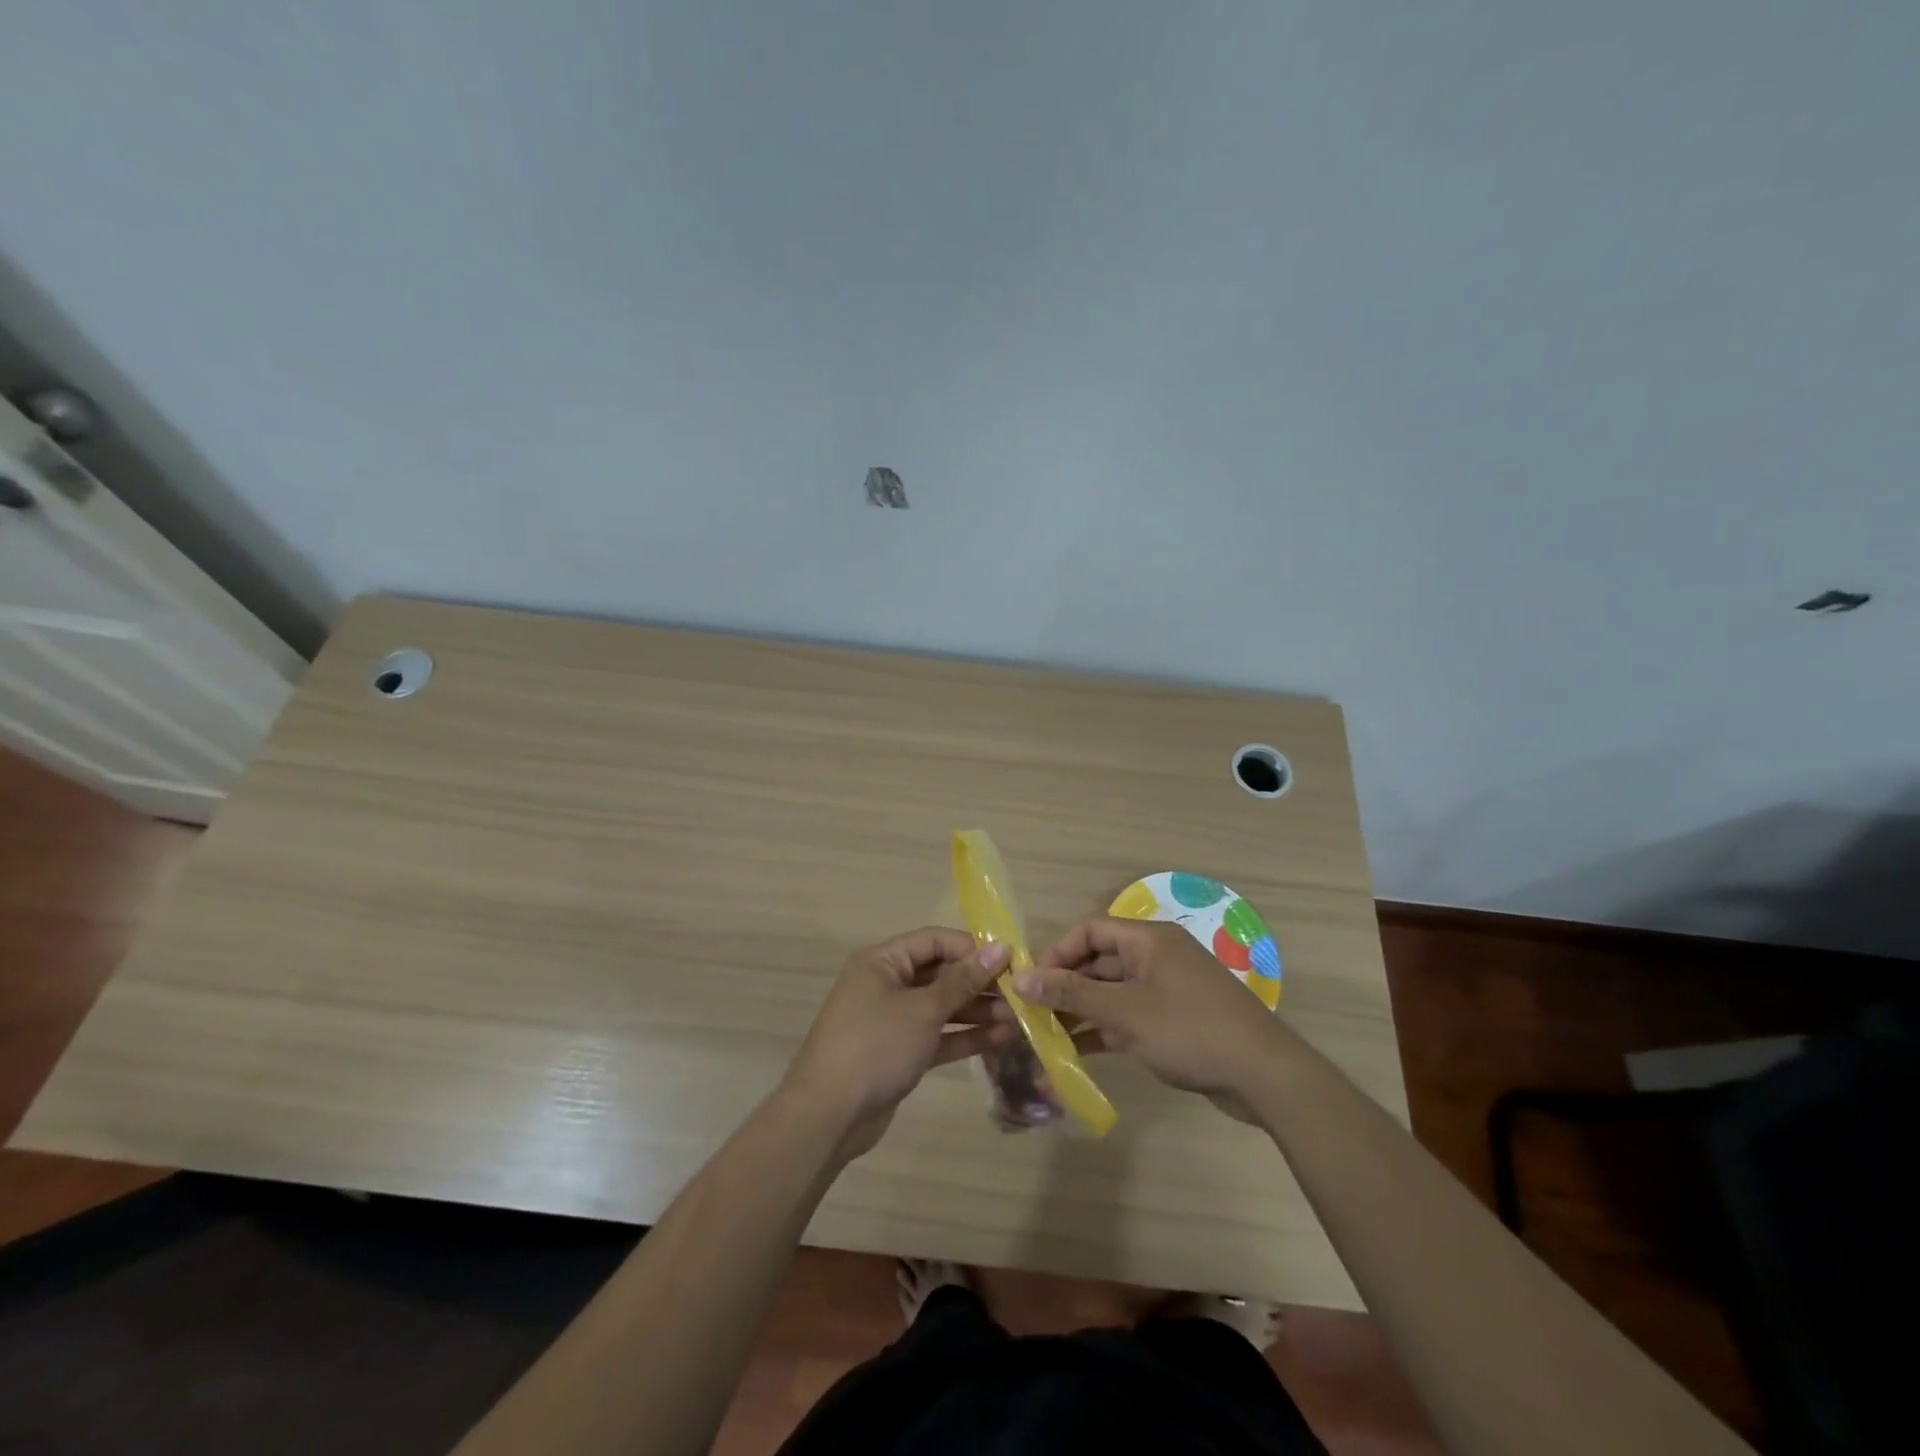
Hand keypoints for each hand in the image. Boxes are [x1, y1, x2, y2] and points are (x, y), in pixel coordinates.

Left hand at [783, 928, 1013, 1160]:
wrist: (828, 1115)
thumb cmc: (875, 1046)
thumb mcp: (923, 1009)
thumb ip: (963, 980)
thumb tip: (1000, 948)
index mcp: (883, 961)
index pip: (935, 940)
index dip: (972, 948)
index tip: (1011, 961)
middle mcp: (887, 984)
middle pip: (940, 973)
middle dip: (979, 983)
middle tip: (1020, 995)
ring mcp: (893, 1020)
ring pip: (941, 1007)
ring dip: (977, 1012)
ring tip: (1018, 1019)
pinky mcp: (899, 1052)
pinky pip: (937, 1035)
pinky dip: (964, 1037)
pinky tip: (1000, 1039)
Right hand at [1013, 917, 1295, 1119]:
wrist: (1263, 1076)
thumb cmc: (1189, 1030)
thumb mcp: (1124, 1012)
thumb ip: (1071, 994)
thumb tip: (1020, 979)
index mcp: (1148, 939)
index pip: (1090, 929)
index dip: (1058, 952)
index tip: (1033, 982)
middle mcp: (1156, 956)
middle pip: (1099, 961)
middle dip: (1065, 985)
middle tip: (1033, 1013)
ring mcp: (1166, 989)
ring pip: (1112, 992)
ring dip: (1081, 1011)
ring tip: (1047, 1036)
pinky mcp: (1173, 1020)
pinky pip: (1128, 1015)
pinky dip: (1104, 1029)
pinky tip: (1076, 1052)